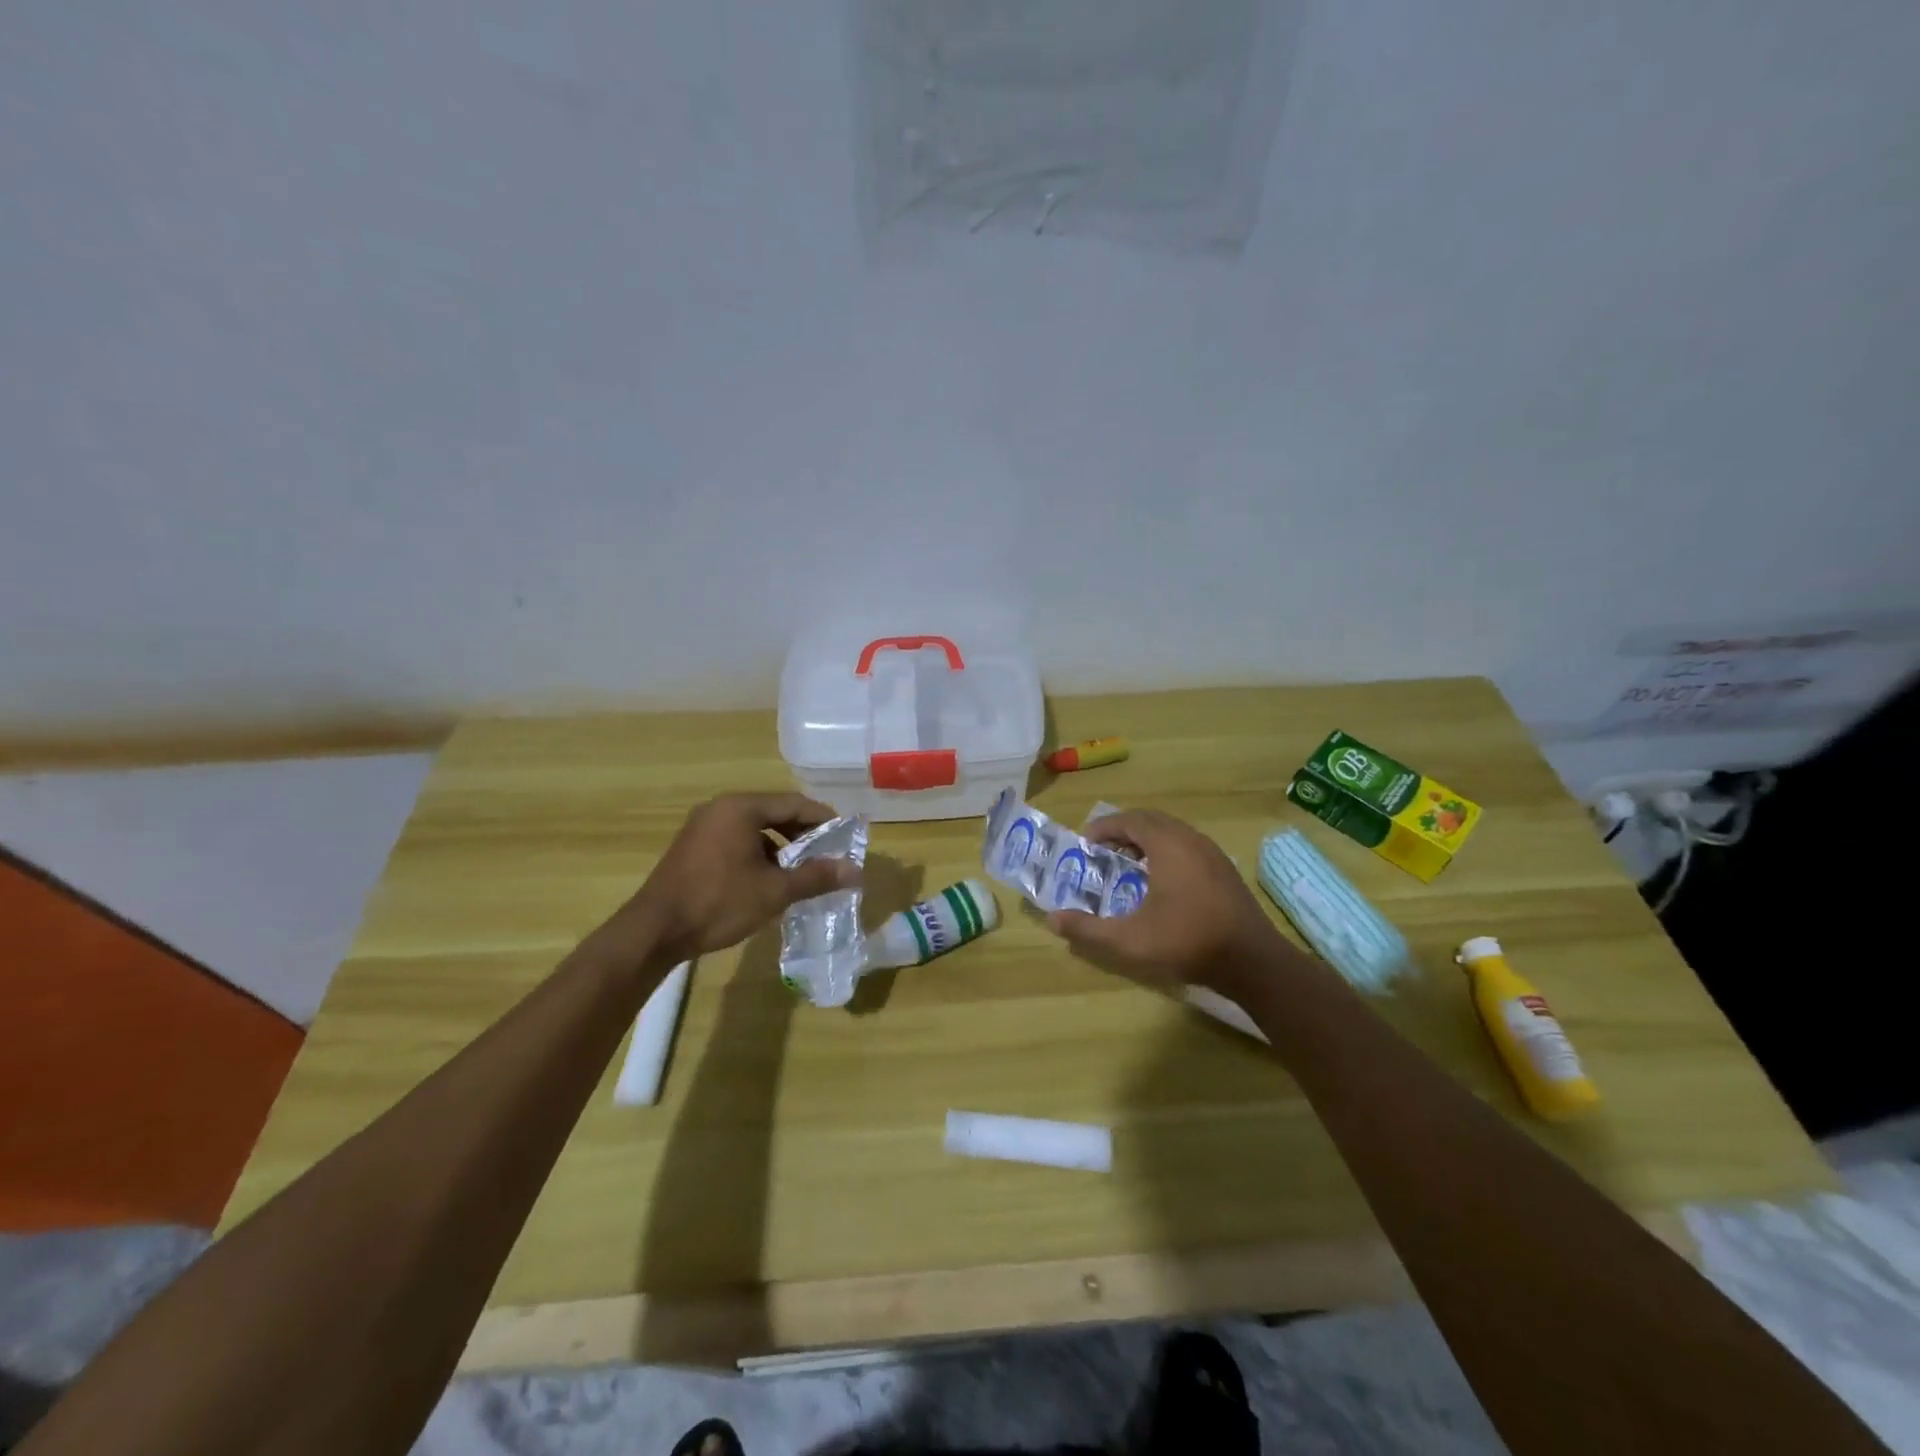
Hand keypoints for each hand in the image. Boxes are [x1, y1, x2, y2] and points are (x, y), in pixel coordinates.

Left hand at [623, 793, 859, 961]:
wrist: (654, 931)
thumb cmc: (718, 903)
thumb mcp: (774, 891)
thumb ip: (816, 877)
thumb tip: (856, 871)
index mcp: (741, 808)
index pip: (794, 803)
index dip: (823, 820)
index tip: (845, 838)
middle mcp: (721, 809)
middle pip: (774, 813)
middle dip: (803, 835)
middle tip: (827, 856)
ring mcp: (703, 827)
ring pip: (754, 829)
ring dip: (781, 847)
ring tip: (801, 872)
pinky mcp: (693, 848)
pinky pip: (736, 841)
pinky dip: (758, 854)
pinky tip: (768, 881)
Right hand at [1044, 809, 1289, 993]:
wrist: (1252, 962)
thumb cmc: (1187, 942)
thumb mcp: (1129, 941)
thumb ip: (1088, 930)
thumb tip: (1053, 920)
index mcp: (1168, 845)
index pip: (1130, 820)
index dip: (1104, 827)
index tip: (1085, 843)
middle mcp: (1191, 840)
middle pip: (1151, 821)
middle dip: (1123, 830)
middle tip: (1102, 850)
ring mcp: (1212, 853)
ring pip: (1172, 832)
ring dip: (1146, 840)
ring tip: (1127, 863)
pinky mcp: (1224, 870)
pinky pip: (1187, 846)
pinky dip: (1166, 851)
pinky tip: (1159, 880)